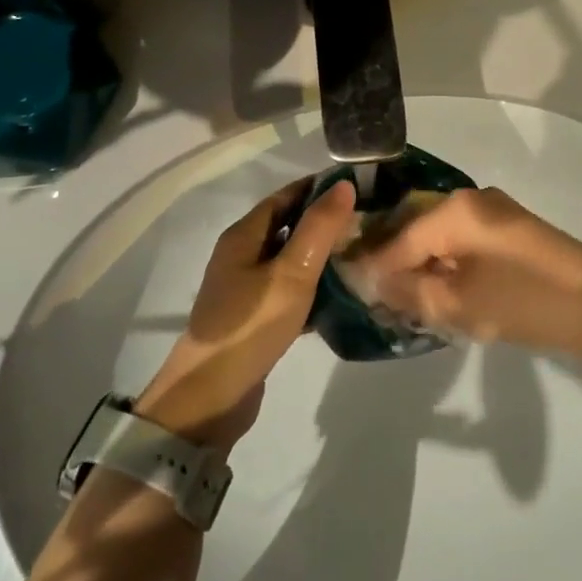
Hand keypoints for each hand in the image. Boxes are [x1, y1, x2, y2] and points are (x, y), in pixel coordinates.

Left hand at [135, 178, 356, 451]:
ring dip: (322, 254)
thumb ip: (318, 228)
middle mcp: (242, 255)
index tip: (360, 186)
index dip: (319, 188)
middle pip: (288, 226)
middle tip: (369, 220)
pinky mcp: (256, 317)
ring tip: (363, 253)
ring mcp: (247, 288)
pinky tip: (343, 295)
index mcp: (244, 236)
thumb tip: (344, 184)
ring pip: (291, 259)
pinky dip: (314, 287)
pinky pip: (290, 290)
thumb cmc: (251, 325)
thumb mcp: (292, 272)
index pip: (286, 196)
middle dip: (325, 220)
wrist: (212, 396)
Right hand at [358, 186, 581, 359]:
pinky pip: (460, 242)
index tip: (348, 290)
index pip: (398, 238)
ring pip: (437, 236)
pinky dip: (444, 264)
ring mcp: (492, 213)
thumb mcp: (458, 304)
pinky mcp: (506, 230)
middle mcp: (470, 200)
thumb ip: (408, 291)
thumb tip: (372, 281)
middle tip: (373, 299)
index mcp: (455, 210)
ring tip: (399, 300)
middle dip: (394, 264)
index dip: (373, 266)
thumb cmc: (525, 302)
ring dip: (419, 266)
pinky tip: (435, 290)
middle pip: (415, 230)